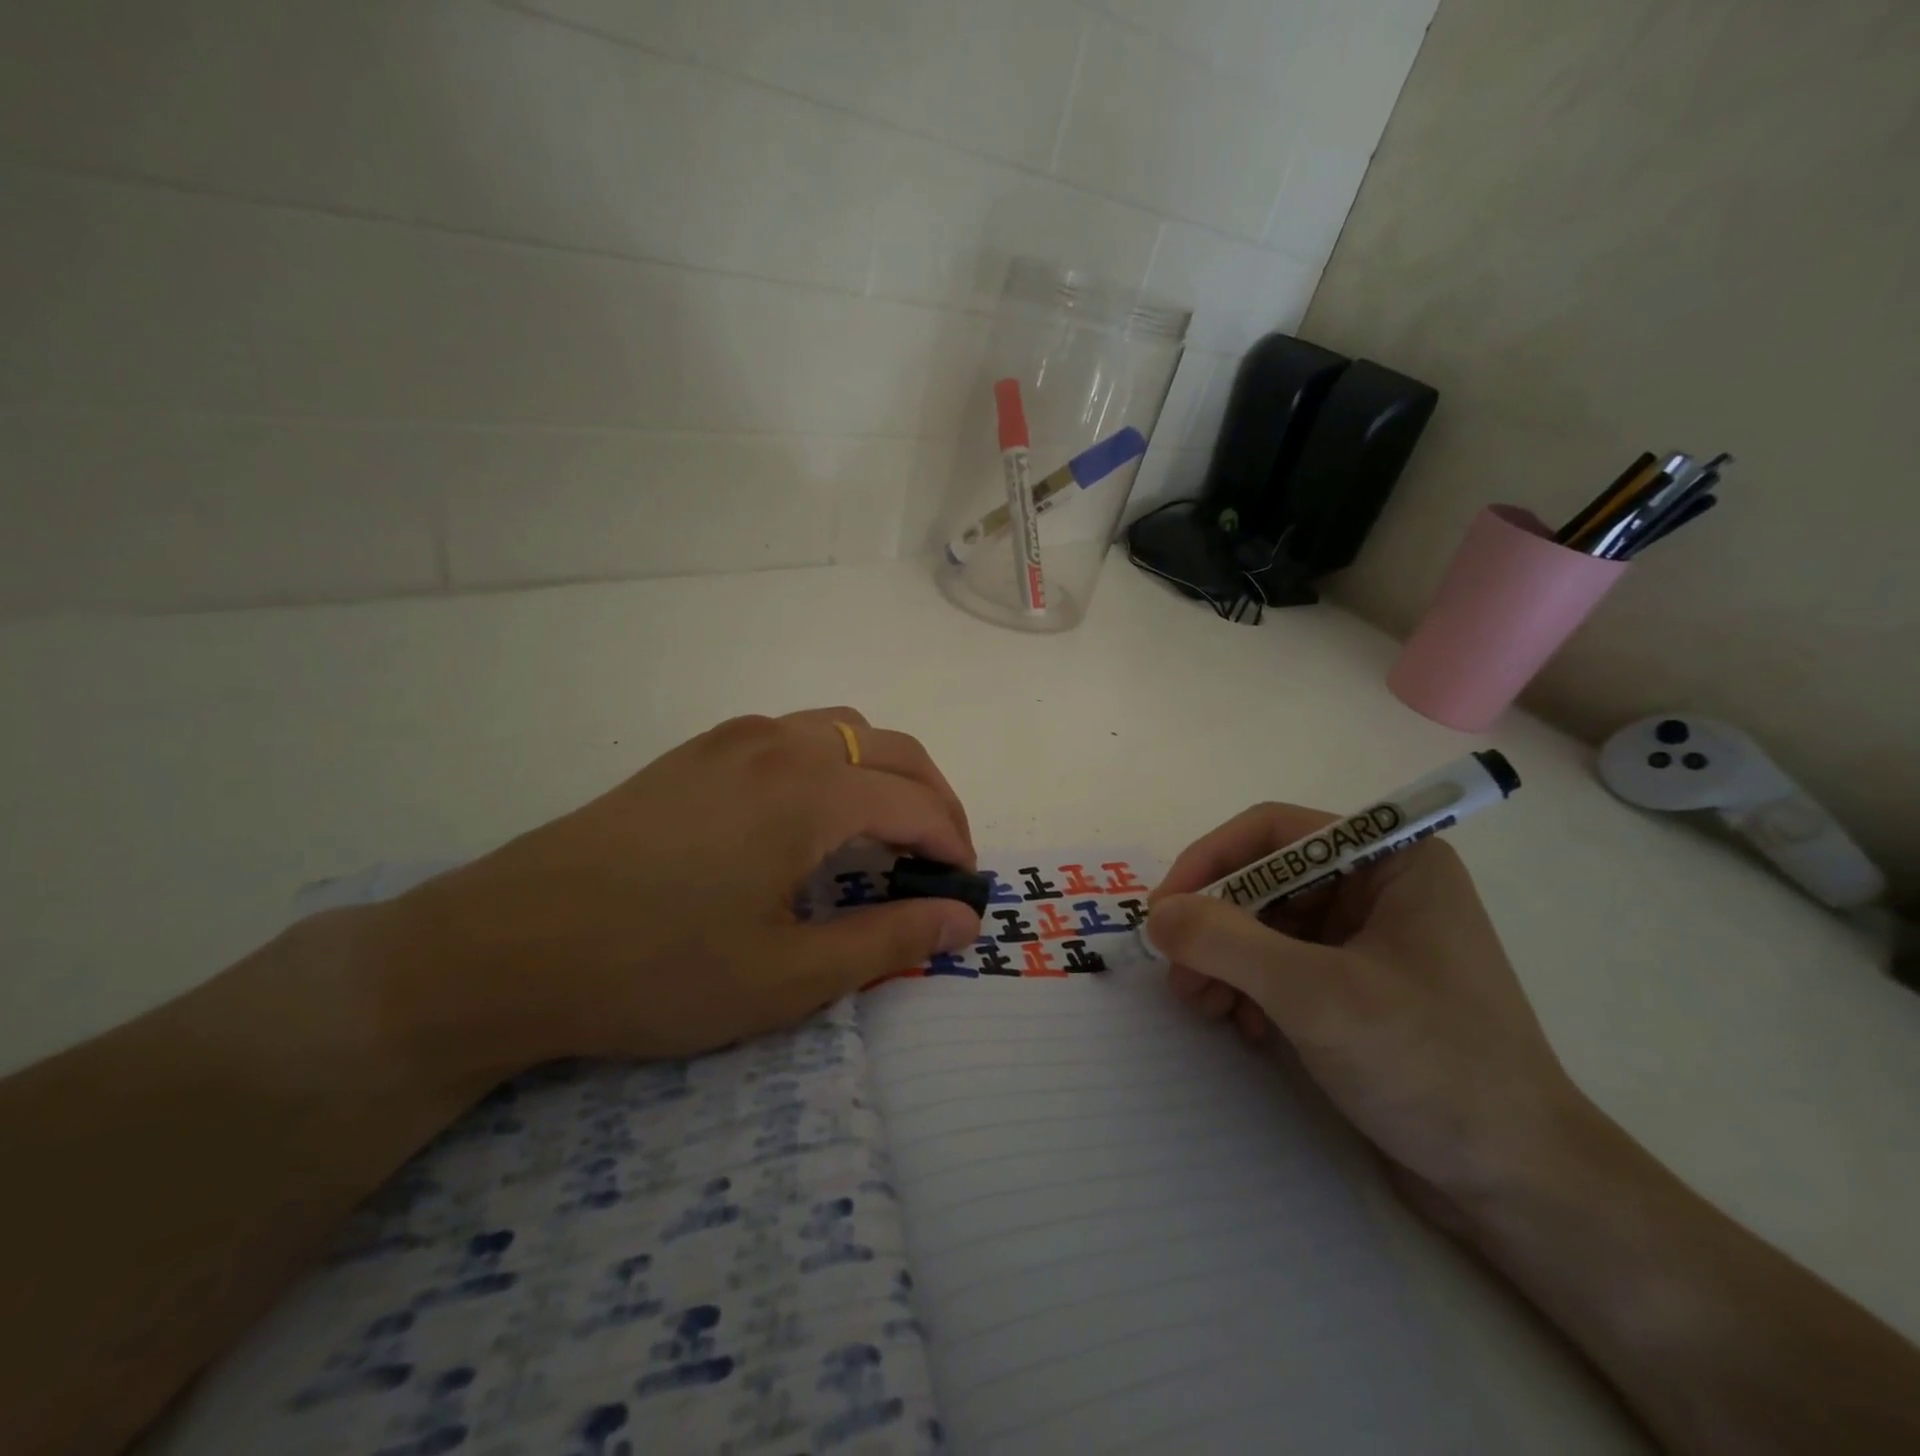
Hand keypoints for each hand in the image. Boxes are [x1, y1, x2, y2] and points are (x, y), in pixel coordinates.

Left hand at [368, 708, 981, 1070]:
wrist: (506, 947)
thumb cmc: (657, 969)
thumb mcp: (787, 976)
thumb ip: (887, 941)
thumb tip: (962, 921)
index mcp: (810, 792)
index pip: (916, 803)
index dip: (953, 844)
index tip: (964, 890)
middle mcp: (780, 744)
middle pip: (891, 750)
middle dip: (933, 799)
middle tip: (940, 860)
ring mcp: (732, 740)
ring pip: (842, 730)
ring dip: (882, 772)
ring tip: (884, 833)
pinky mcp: (695, 752)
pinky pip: (793, 736)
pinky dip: (833, 764)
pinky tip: (810, 816)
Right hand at [1147, 803, 1588, 1219]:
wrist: (1521, 1186)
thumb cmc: (1430, 1065)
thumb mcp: (1315, 995)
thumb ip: (1225, 942)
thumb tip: (1156, 915)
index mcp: (1392, 861)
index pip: (1274, 831)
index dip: (1210, 860)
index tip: (1164, 909)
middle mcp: (1381, 889)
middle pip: (1267, 881)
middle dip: (1216, 925)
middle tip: (1179, 974)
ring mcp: (1372, 941)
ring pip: (1269, 925)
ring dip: (1227, 961)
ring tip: (1204, 1007)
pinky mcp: (1362, 989)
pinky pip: (1286, 966)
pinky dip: (1253, 989)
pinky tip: (1244, 1028)